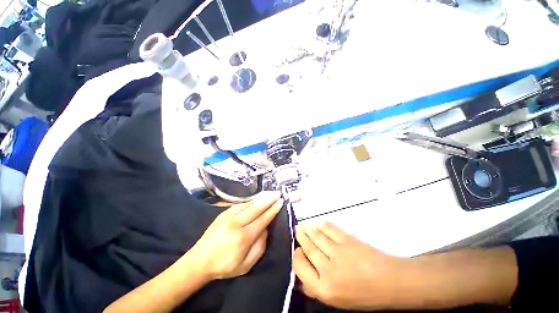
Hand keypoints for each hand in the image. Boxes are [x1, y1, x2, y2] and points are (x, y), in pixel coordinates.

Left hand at [188, 192, 283, 279]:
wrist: (199, 261)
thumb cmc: (224, 266)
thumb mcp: (246, 265)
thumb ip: (260, 246)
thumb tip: (266, 229)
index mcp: (244, 237)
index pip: (263, 219)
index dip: (273, 210)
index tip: (281, 202)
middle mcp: (236, 223)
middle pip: (257, 208)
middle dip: (269, 199)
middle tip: (278, 193)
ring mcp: (228, 216)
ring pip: (248, 204)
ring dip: (260, 198)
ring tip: (269, 193)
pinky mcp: (222, 214)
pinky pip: (240, 204)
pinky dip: (250, 201)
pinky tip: (255, 199)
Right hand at [293, 222, 407, 310]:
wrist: (391, 282)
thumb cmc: (364, 295)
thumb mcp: (338, 301)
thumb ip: (317, 290)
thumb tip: (301, 280)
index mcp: (324, 288)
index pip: (301, 268)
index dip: (297, 257)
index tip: (297, 250)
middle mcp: (328, 269)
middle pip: (309, 248)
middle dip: (301, 237)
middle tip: (297, 229)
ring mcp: (338, 252)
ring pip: (317, 237)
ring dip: (309, 229)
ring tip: (304, 225)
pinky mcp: (347, 240)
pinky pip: (330, 230)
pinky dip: (323, 225)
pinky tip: (320, 223)